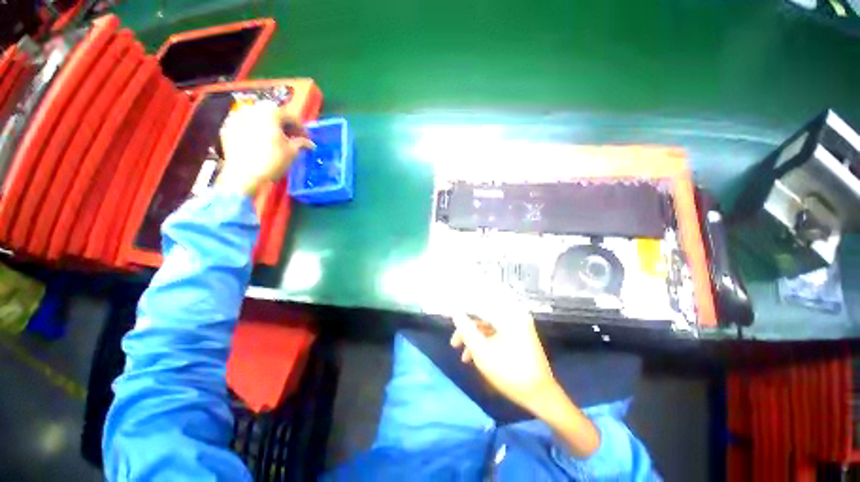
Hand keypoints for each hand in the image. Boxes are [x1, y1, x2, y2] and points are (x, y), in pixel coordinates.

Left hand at [215, 102, 314, 196]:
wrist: (243, 176)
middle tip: (292, 140)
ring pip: (258, 119)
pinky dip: (255, 132)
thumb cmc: (272, 161)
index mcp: (270, 112)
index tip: (306, 140)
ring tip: (276, 142)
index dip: (301, 129)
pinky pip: (246, 126)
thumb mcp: (292, 152)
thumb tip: (309, 144)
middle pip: (273, 115)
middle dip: (284, 127)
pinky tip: (261, 144)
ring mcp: (236, 117)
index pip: (291, 116)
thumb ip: (301, 143)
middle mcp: (252, 109)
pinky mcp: (227, 128)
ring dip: (269, 128)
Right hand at [450, 305, 557, 415]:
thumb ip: (466, 330)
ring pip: (489, 326)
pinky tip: (476, 357)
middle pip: (484, 316)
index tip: (452, 318)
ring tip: (464, 357)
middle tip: (454, 343)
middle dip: (468, 330)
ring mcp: (518, 325)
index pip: (480, 304)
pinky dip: (486, 342)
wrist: (540, 395)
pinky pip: (497, 333)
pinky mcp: (519, 335)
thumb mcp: (482, 352)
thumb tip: (455, 313)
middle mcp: (514, 315)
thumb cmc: (509, 372)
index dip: (464, 310)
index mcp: (508, 315)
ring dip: (475, 338)